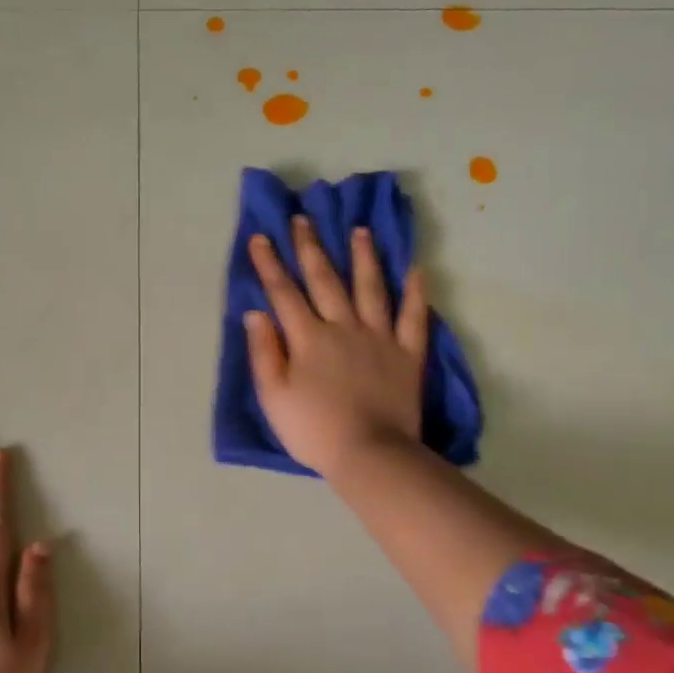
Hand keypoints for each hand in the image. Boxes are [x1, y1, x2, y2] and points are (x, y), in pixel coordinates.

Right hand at [244, 217, 428, 478]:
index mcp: (308, 338)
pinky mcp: (408, 354)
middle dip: (311, 248)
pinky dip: (416, 293)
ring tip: (360, 230)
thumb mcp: (274, 397)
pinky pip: (414, 317)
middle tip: (304, 219)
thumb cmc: (314, 430)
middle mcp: (343, 327)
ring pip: (371, 288)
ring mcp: (380, 338)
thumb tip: (256, 313)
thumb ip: (264, 352)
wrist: (370, 453)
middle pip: (325, 281)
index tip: (261, 236)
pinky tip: (416, 270)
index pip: (284, 293)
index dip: (270, 264)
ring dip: (364, 257)